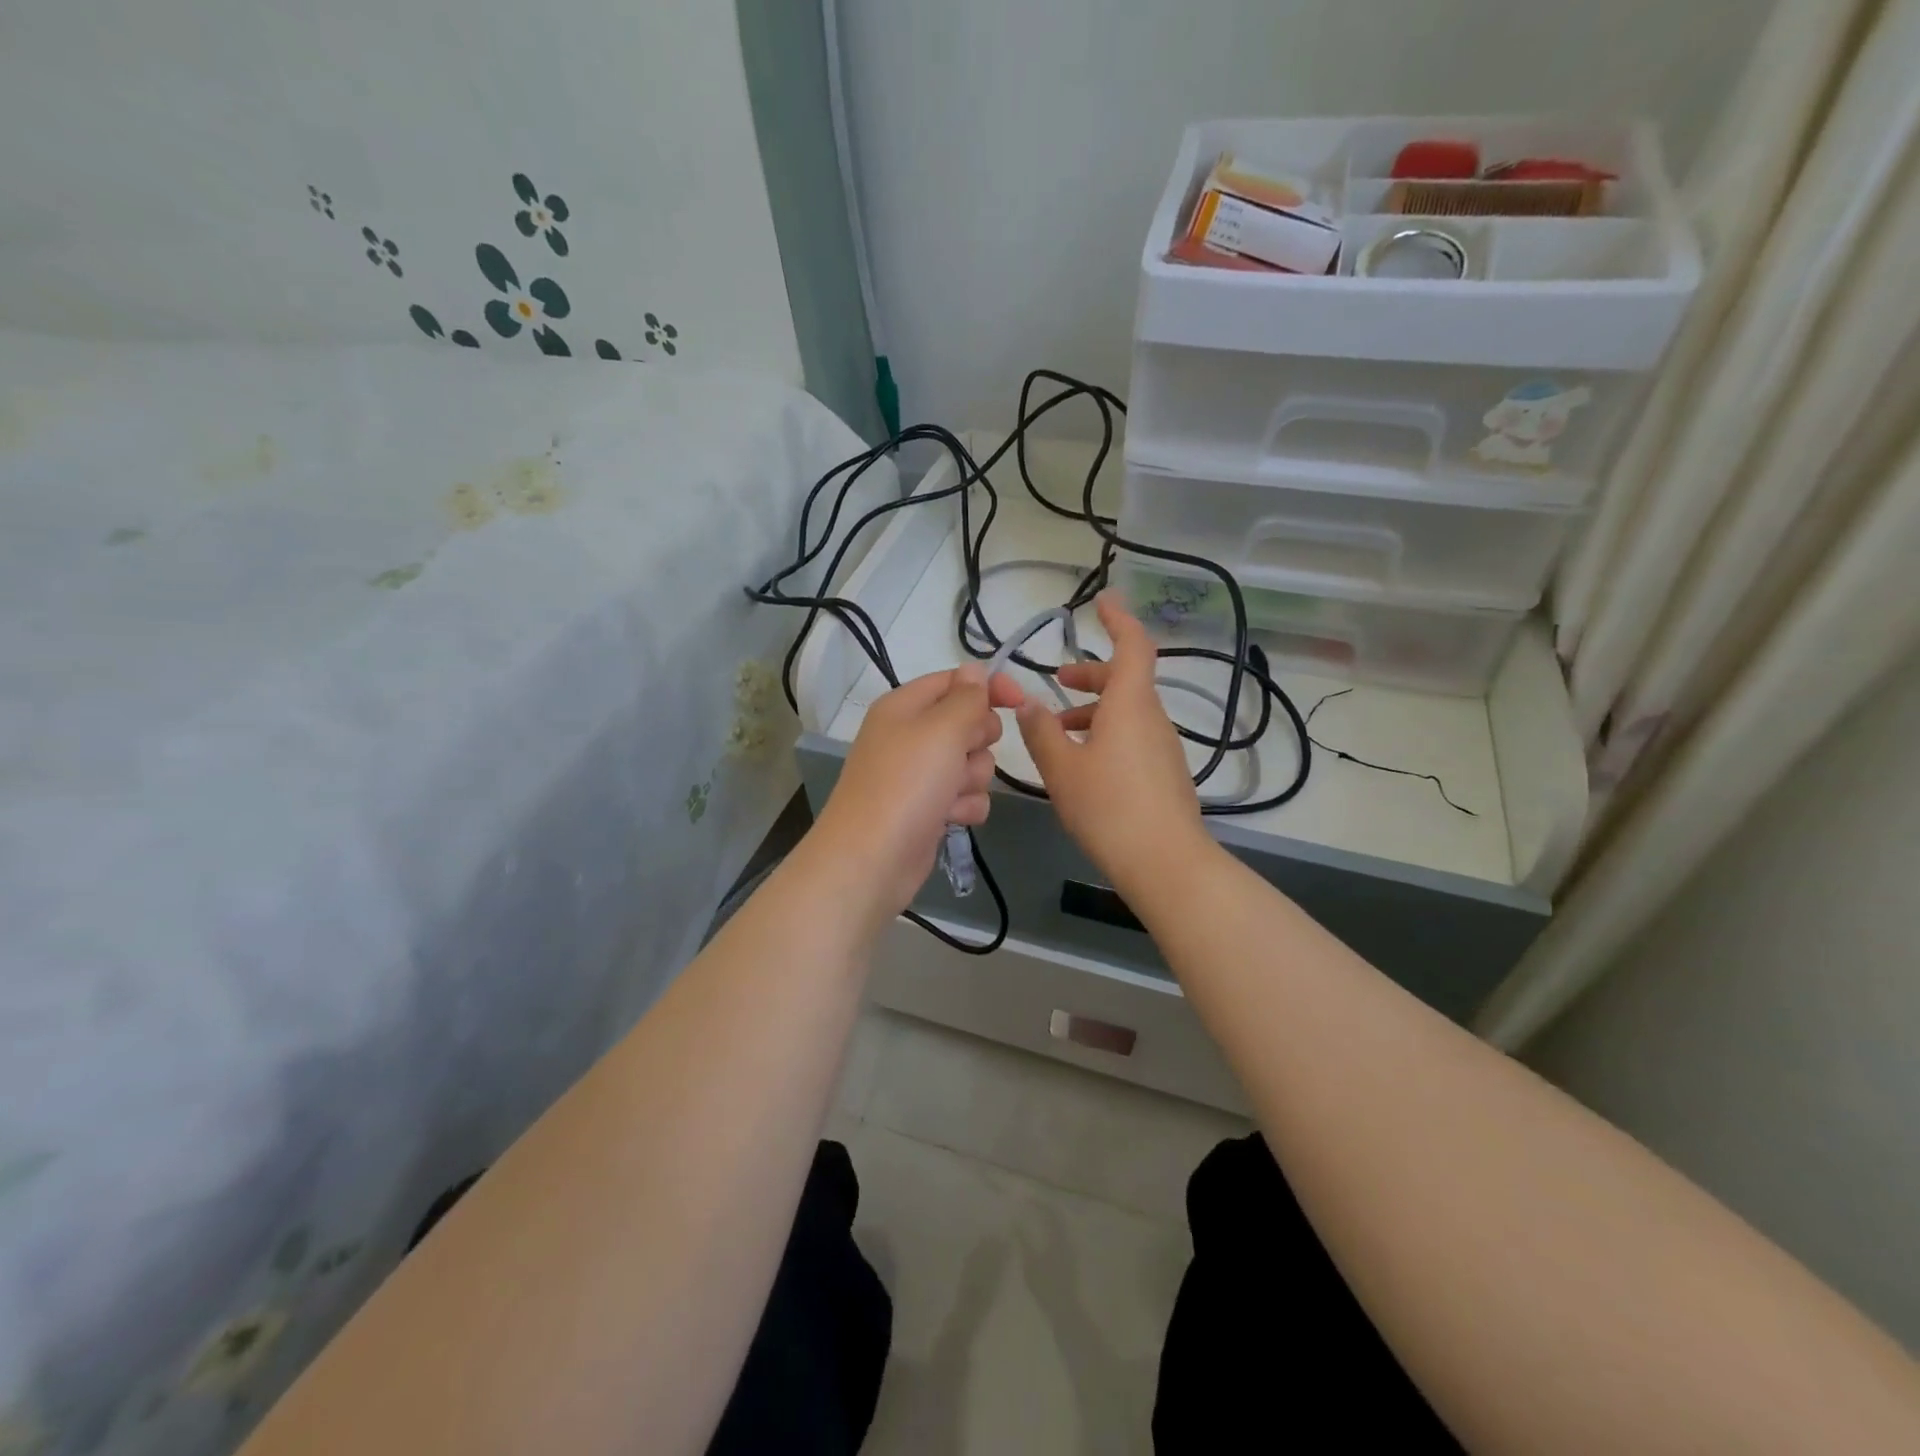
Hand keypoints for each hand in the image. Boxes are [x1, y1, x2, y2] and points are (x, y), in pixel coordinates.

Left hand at [810, 662, 1022, 926]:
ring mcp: (919, 775)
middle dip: (977, 741)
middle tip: (962, 755)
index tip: (1020, 701)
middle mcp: (910, 736)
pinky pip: (966, 796)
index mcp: (905, 706)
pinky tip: (951, 818)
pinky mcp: (929, 808)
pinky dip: (964, 806)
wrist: (872, 859)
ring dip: (972, 779)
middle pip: (969, 722)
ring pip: (972, 763)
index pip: (955, 681)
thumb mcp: (941, 729)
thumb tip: (974, 670)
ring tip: (951, 795)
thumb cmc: (907, 784)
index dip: (989, 687)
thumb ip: (966, 697)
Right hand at [1015, 591, 1210, 894]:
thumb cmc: (1109, 807)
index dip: (1118, 620)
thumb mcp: (1062, 769)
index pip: (1132, 646)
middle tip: (1058, 680)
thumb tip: (1027, 703)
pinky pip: (1134, 738)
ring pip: (1127, 713)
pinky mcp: (1165, 775)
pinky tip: (1082, 766)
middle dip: (1090, 675)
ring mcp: (1163, 748)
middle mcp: (1152, 719)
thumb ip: (1041, 731)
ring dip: (1094, 711)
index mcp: (1130, 705)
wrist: (1165, 863)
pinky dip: (1107, 735)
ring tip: (1057, 732)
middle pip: (1125, 681)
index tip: (1102, 602)